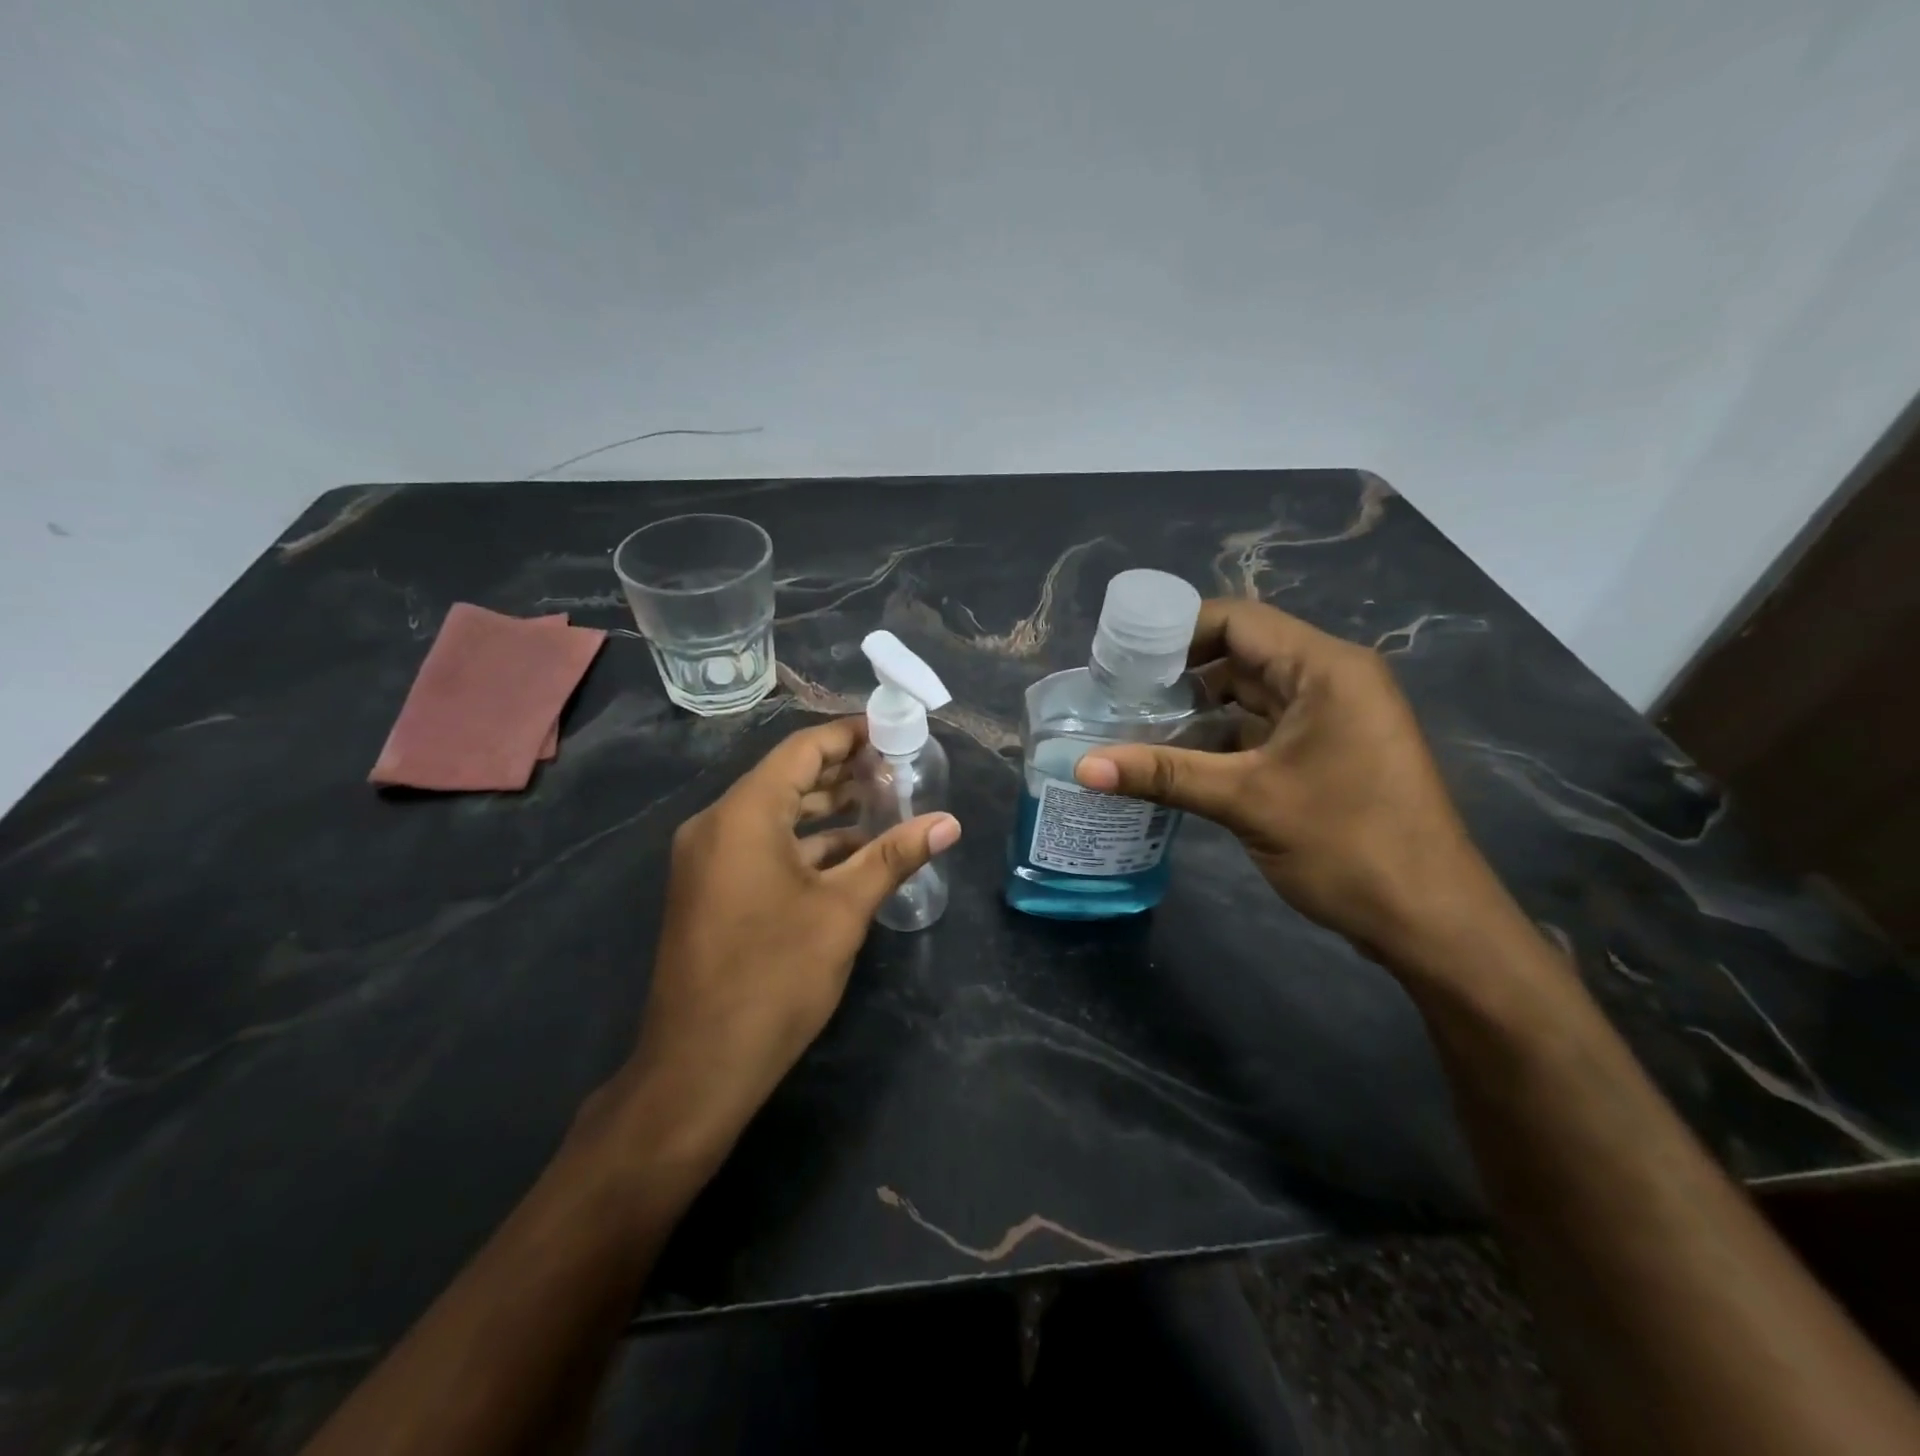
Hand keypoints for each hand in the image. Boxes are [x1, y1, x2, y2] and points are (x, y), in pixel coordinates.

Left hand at [615, 718, 960, 1158]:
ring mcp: (708, 860)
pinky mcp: (710, 890)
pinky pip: (761, 847)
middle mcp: (716, 825)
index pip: (801, 750)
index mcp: (742, 815)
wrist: (698, 1067)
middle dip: (843, 773)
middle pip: (786, 779)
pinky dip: (804, 844)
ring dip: (825, 811)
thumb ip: (894, 856)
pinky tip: (849, 855)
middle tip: (898, 770)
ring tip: (884, 805)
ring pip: (774, 815)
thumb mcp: (843, 911)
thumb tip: (949, 823)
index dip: (848, 735)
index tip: (892, 732)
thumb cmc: (774, 977)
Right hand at [1076, 599, 1507, 970]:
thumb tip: (1081, 766)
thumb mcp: (1247, 802)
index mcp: (1325, 668)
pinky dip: (1221, 737)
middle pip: (1242, 653)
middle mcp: (1332, 679)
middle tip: (1118, 692)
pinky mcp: (1328, 752)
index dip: (1175, 632)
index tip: (1123, 659)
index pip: (1237, 621)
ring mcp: (1333, 717)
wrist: (1431, 921)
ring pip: (1250, 694)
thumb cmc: (1348, 846)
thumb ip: (1162, 775)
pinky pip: (1263, 728)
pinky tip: (1175, 757)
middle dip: (1179, 671)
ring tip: (1134, 723)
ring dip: (1198, 708)